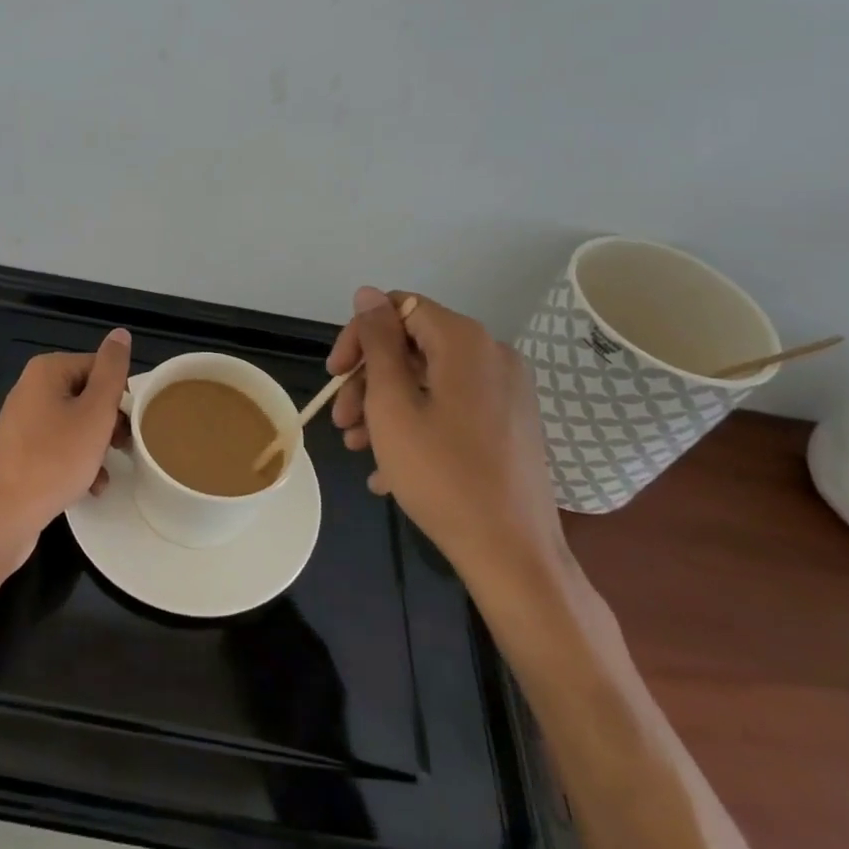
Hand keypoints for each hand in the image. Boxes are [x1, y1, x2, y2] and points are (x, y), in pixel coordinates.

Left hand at [0, 329, 131, 573]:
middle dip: (109, 423)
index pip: (100, 368)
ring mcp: (23, 420)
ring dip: (96, 447)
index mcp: (48, 370)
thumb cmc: (54, 459)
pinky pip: (59, 446)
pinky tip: (90, 487)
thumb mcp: (95, 412)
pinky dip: (77, 462)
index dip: (120, 396)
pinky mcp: (20, 450)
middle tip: (123, 448)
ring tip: (106, 472)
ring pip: (76, 424)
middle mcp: (31, 388)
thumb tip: (120, 333)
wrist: (3, 515)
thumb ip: (112, 372)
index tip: (132, 425)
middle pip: (87, 395)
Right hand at [328, 288, 573, 599]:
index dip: (359, 337)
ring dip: (386, 407)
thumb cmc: (442, 474)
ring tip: (359, 448)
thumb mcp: (391, 404)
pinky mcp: (510, 423)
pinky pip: (451, 408)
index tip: (335, 376)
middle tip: (343, 423)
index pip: (398, 308)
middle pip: (412, 347)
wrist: (514, 555)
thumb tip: (368, 294)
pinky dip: (417, 426)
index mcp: (465, 341)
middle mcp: (491, 355)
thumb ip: (377, 342)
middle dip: (368, 380)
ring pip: (428, 381)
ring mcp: (505, 391)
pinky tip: (389, 470)